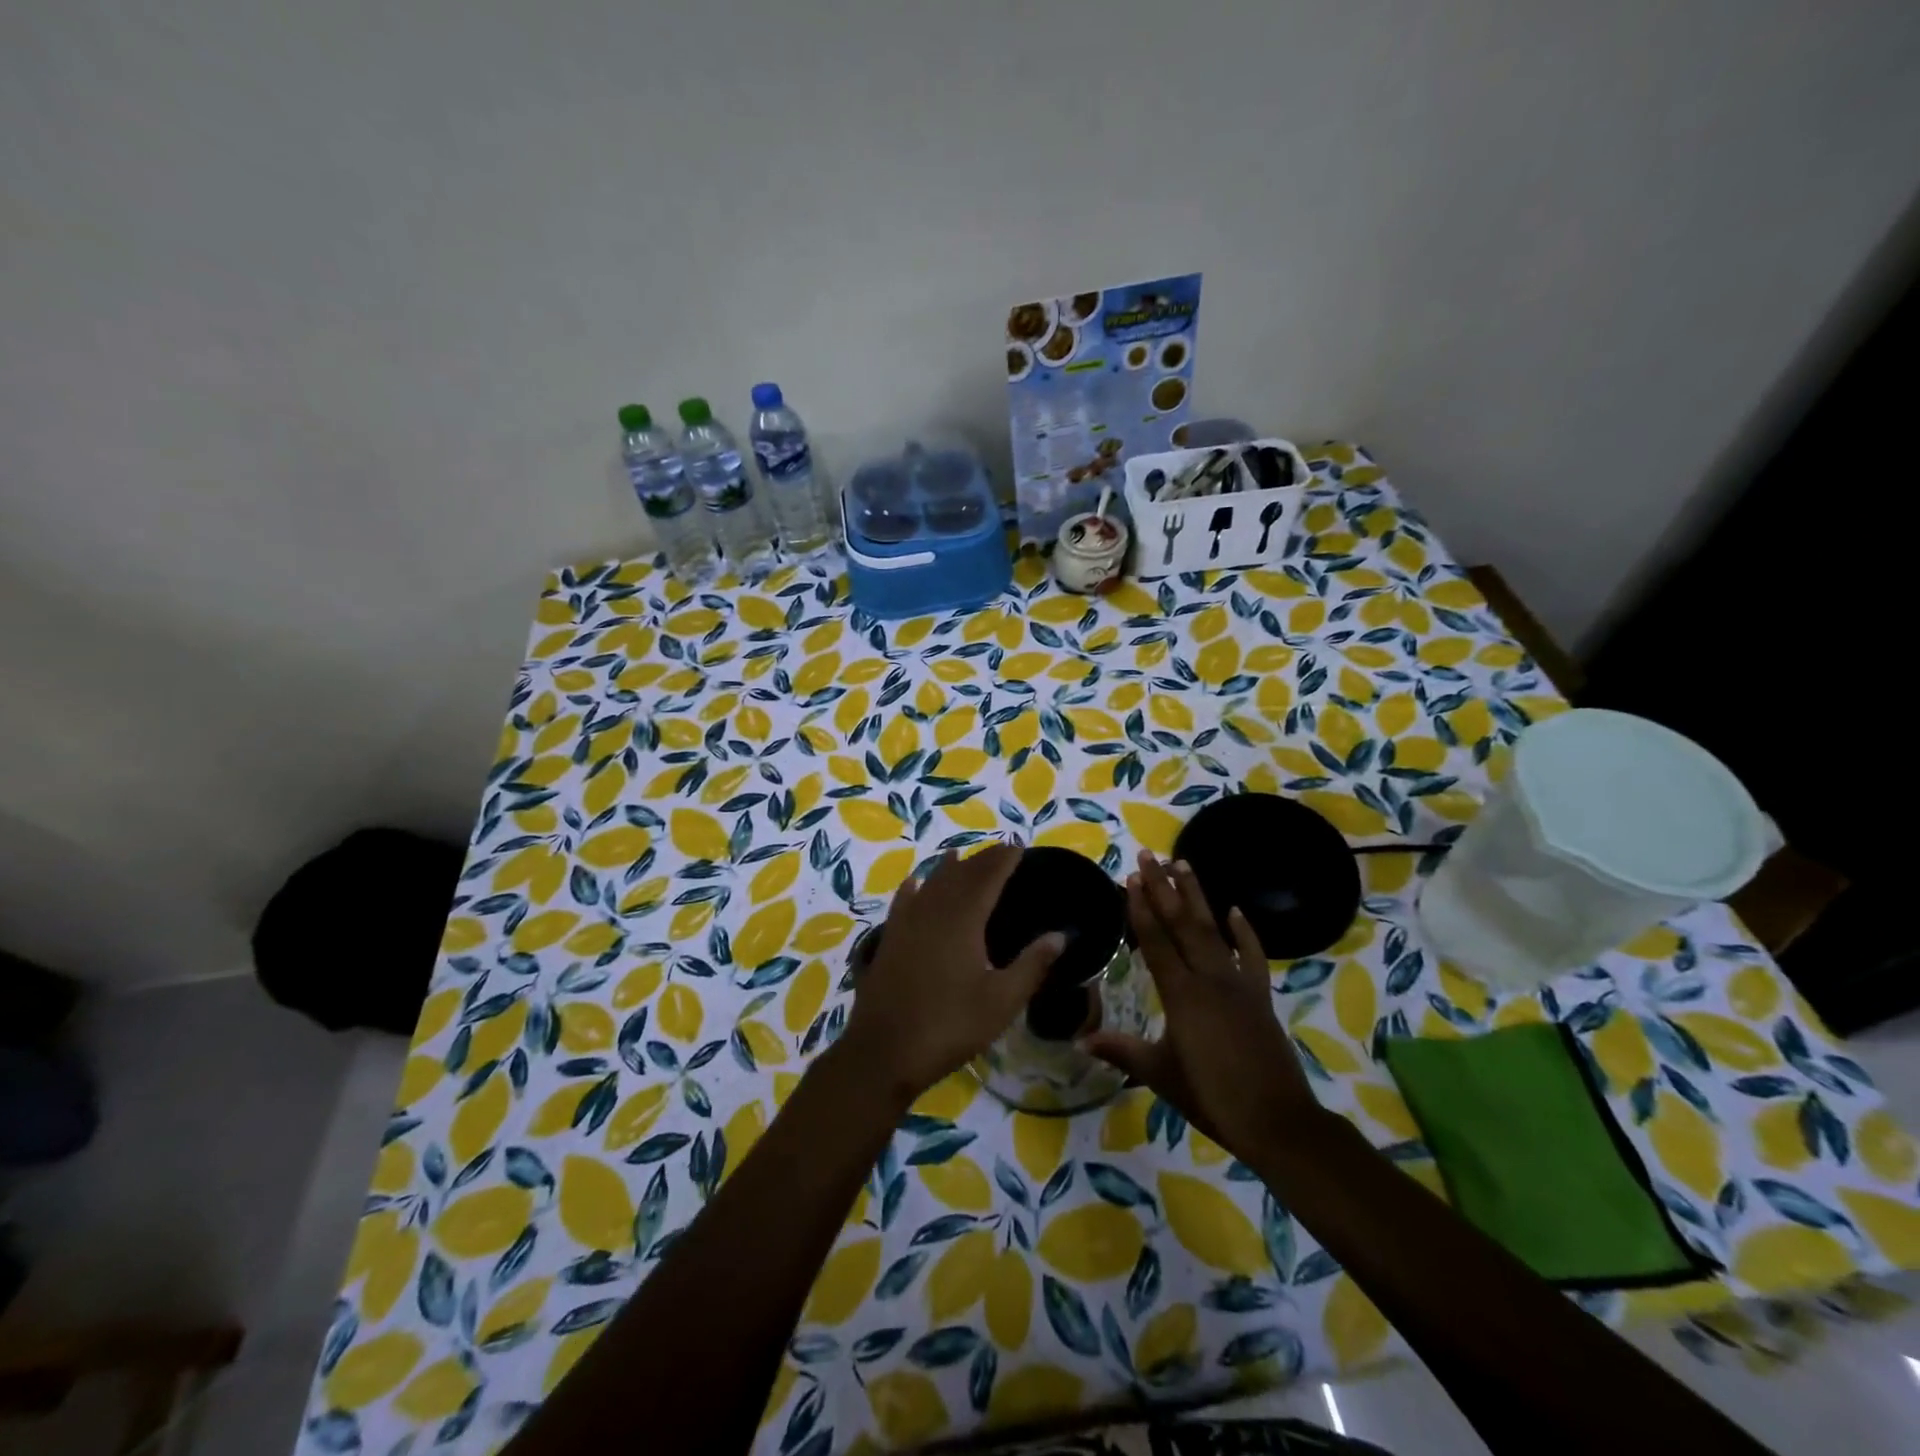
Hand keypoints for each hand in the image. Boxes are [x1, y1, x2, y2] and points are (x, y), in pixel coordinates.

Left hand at [840, 844, 1064, 1103]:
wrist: (884, 1051)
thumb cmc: (950, 1026)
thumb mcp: (1002, 1000)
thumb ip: (1032, 964)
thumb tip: (1061, 935)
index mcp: (963, 920)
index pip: (987, 877)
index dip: (1003, 860)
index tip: (1018, 847)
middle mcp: (933, 911)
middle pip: (960, 875)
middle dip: (981, 860)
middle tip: (999, 852)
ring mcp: (906, 924)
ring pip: (930, 884)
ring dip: (948, 869)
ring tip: (960, 856)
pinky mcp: (888, 941)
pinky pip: (903, 903)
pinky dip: (913, 888)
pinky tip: (914, 883)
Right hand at [1084, 851, 1321, 1157]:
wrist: (1276, 1121)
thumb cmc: (1211, 1096)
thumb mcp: (1160, 1073)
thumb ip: (1120, 1050)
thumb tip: (1079, 1040)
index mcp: (1181, 994)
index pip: (1156, 941)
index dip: (1141, 908)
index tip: (1130, 878)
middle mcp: (1209, 978)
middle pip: (1182, 924)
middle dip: (1163, 887)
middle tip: (1149, 855)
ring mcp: (1239, 984)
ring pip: (1213, 929)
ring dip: (1196, 896)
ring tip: (1183, 864)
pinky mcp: (1260, 996)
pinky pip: (1253, 956)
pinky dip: (1245, 932)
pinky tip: (1235, 910)